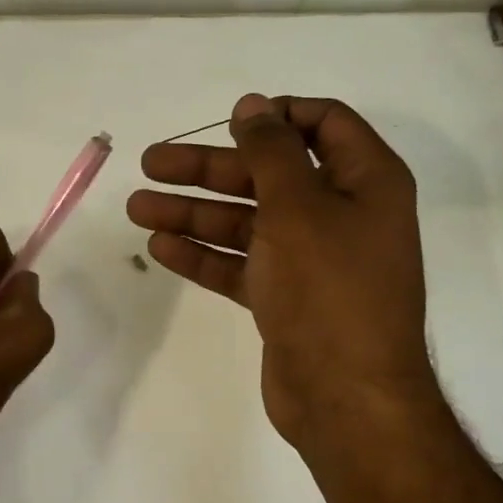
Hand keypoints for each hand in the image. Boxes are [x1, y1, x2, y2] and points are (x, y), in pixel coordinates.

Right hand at [127, 94, 440, 471]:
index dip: (276, 116)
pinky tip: (159, 247)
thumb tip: (254, 105)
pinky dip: (203, 254)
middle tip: (150, 163)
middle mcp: (340, 214)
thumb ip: (271, 150)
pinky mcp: (285, 297)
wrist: (346, 397)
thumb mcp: (298, 206)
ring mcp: (311, 259)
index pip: (323, 124)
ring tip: (137, 207)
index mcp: (366, 180)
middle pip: (268, 174)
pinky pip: (240, 263)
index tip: (228, 122)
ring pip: (245, 221)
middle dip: (208, 168)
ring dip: (192, 212)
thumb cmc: (329, 287)